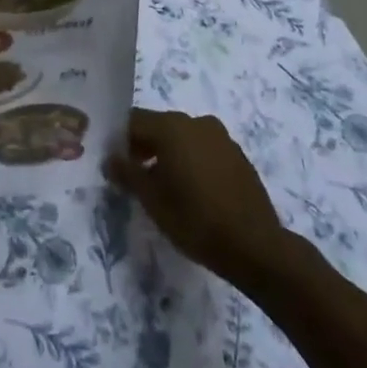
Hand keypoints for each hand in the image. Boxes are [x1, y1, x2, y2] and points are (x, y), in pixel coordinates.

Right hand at [105, 110, 289, 288]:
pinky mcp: (236, 154)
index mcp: (172, 126)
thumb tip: (110, 158)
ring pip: (182, 137)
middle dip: (143, 147)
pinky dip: (191, 160)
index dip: (120, 141)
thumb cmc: (195, 220)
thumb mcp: (152, 200)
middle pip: (159, 126)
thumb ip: (127, 174)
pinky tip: (192, 190)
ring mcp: (220, 136)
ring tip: (163, 187)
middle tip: (135, 178)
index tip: (115, 165)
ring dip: (168, 154)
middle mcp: (196, 121)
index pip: (134, 121)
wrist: (255, 246)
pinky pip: (203, 148)